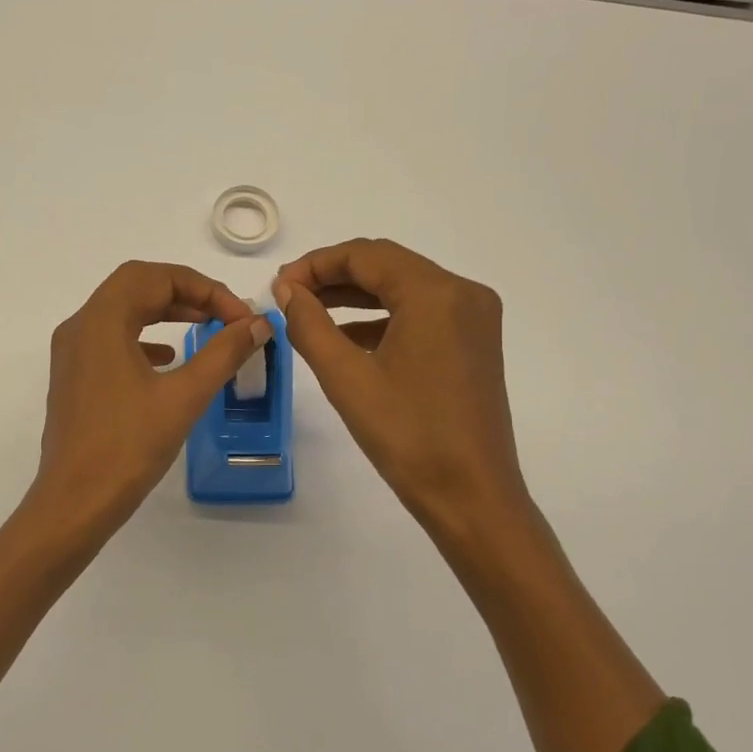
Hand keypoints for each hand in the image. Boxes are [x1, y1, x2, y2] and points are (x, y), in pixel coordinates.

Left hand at [29, 261, 270, 538]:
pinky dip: (144, 337)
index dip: (205, 289)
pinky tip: (169, 359)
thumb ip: (224, 353)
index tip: (239, 317)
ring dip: (164, 310)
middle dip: (184, 292)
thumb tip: (257, 324)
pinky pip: (111, 338)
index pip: (156, 277)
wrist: (75, 502)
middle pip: (136, 285)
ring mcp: (72, 353)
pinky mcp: (74, 377)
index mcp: (101, 321)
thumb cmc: (128, 447)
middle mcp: (80, 327)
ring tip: (203, 327)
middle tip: (223, 315)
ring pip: (122, 310)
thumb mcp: (184, 396)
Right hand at [274, 239, 526, 535]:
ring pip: (403, 288)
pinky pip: (421, 313)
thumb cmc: (407, 437)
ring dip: (355, 295)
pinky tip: (346, 337)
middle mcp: (463, 293)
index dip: (316, 264)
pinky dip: (381, 317)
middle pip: (387, 265)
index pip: (366, 255)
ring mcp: (474, 318)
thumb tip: (287, 290)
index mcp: (437, 293)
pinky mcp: (474, 342)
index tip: (278, 286)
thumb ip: (310, 325)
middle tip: (289, 297)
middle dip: (334, 276)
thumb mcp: (346, 378)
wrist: (471, 496)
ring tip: (308, 312)